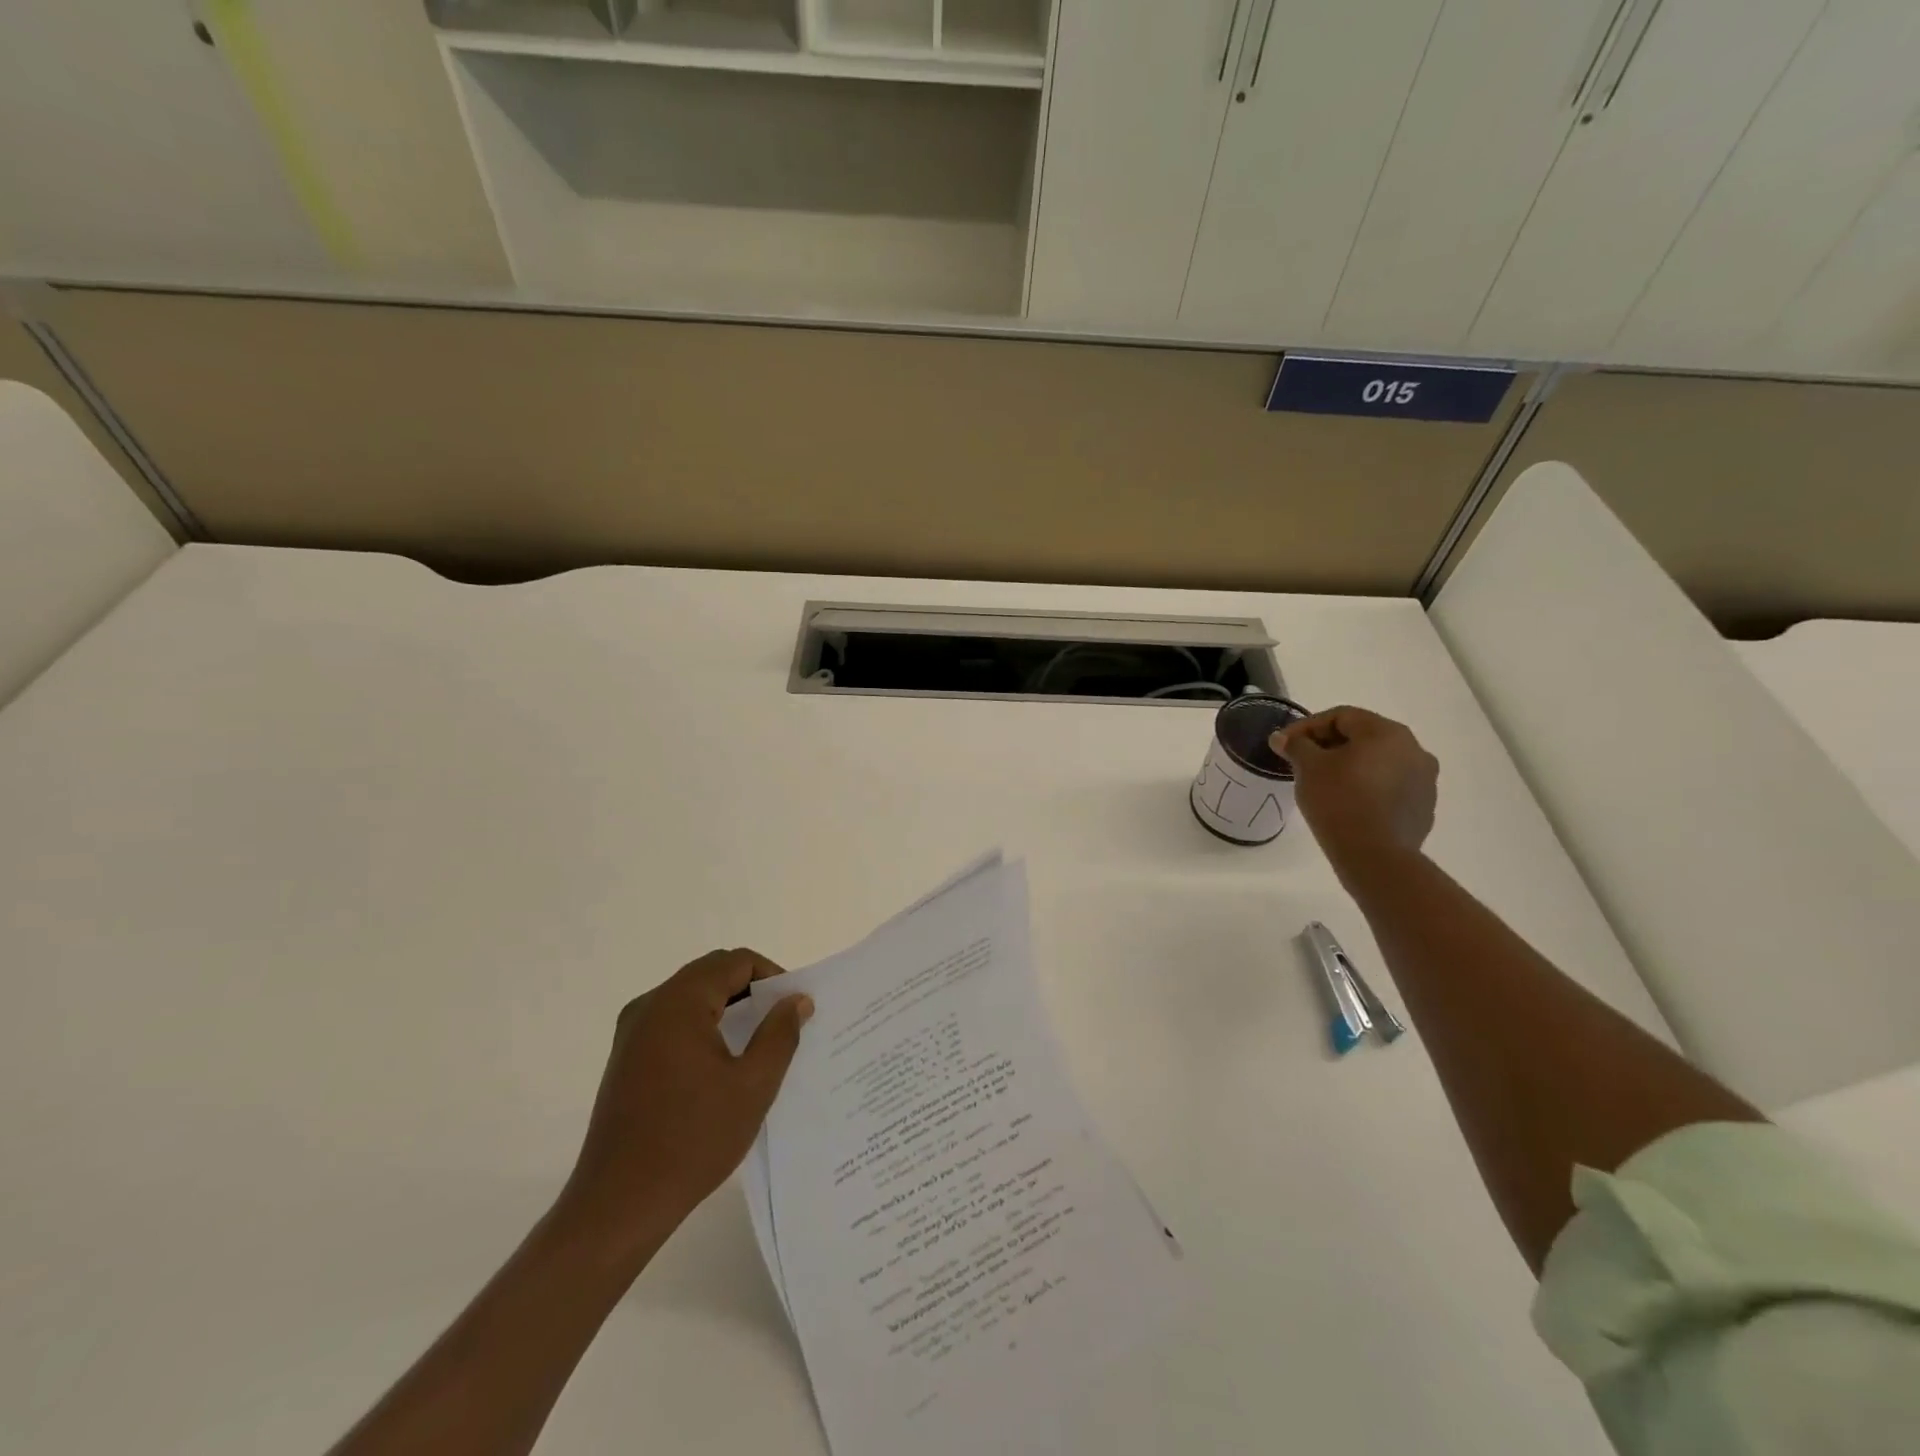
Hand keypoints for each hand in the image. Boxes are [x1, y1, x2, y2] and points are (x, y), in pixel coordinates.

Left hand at [557, 949, 812, 1259]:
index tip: (794, 1007)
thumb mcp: (753, 1086)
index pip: (735, 962)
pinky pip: (673, 1021)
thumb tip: (796, 1000)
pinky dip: (704, 1025)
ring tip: (759, 1041)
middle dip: (751, 989)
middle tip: (783, 1020)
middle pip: (711, 973)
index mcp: (679, 1003)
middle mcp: (650, 1005)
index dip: (772, 976)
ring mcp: (632, 1032)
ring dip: (728, 1007)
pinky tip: (723, 1062)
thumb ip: (780, 1034)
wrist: (619, 1204)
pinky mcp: (626, 1058)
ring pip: (691, 997)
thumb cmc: (692, 1140)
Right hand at [1273, 707, 1438, 870]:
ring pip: (1378, 762)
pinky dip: (1367, 787)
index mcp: (1387, 732)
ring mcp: (1424, 779)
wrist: (1375, 856)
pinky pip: (1389, 787)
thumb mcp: (1308, 767)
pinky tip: (1347, 803)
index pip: (1341, 716)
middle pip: (1363, 737)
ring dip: (1350, 766)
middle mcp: (1414, 749)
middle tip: (1302, 761)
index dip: (1307, 726)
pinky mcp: (1423, 807)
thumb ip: (1296, 745)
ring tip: (1323, 783)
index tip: (1284, 744)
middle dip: (1329, 745)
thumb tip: (1283, 738)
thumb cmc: (1339, 801)